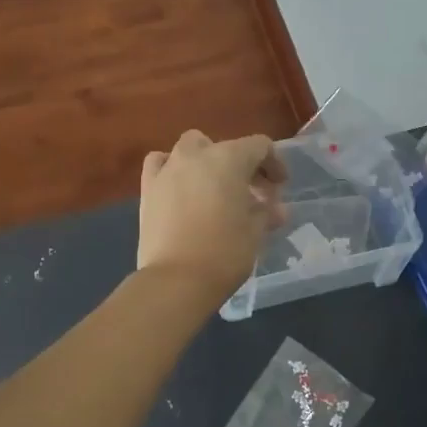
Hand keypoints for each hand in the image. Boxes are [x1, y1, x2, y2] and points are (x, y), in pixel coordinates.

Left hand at [138, 130, 286, 299]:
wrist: (176, 280)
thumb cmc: (225, 252)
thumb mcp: (256, 232)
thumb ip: (266, 213)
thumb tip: (276, 209)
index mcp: (229, 158)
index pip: (259, 146)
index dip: (274, 164)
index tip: (279, 188)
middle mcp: (197, 154)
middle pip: (226, 147)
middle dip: (242, 165)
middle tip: (252, 194)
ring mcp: (169, 168)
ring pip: (191, 148)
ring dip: (207, 161)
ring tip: (215, 189)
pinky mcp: (148, 187)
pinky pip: (160, 163)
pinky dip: (172, 168)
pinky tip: (179, 186)